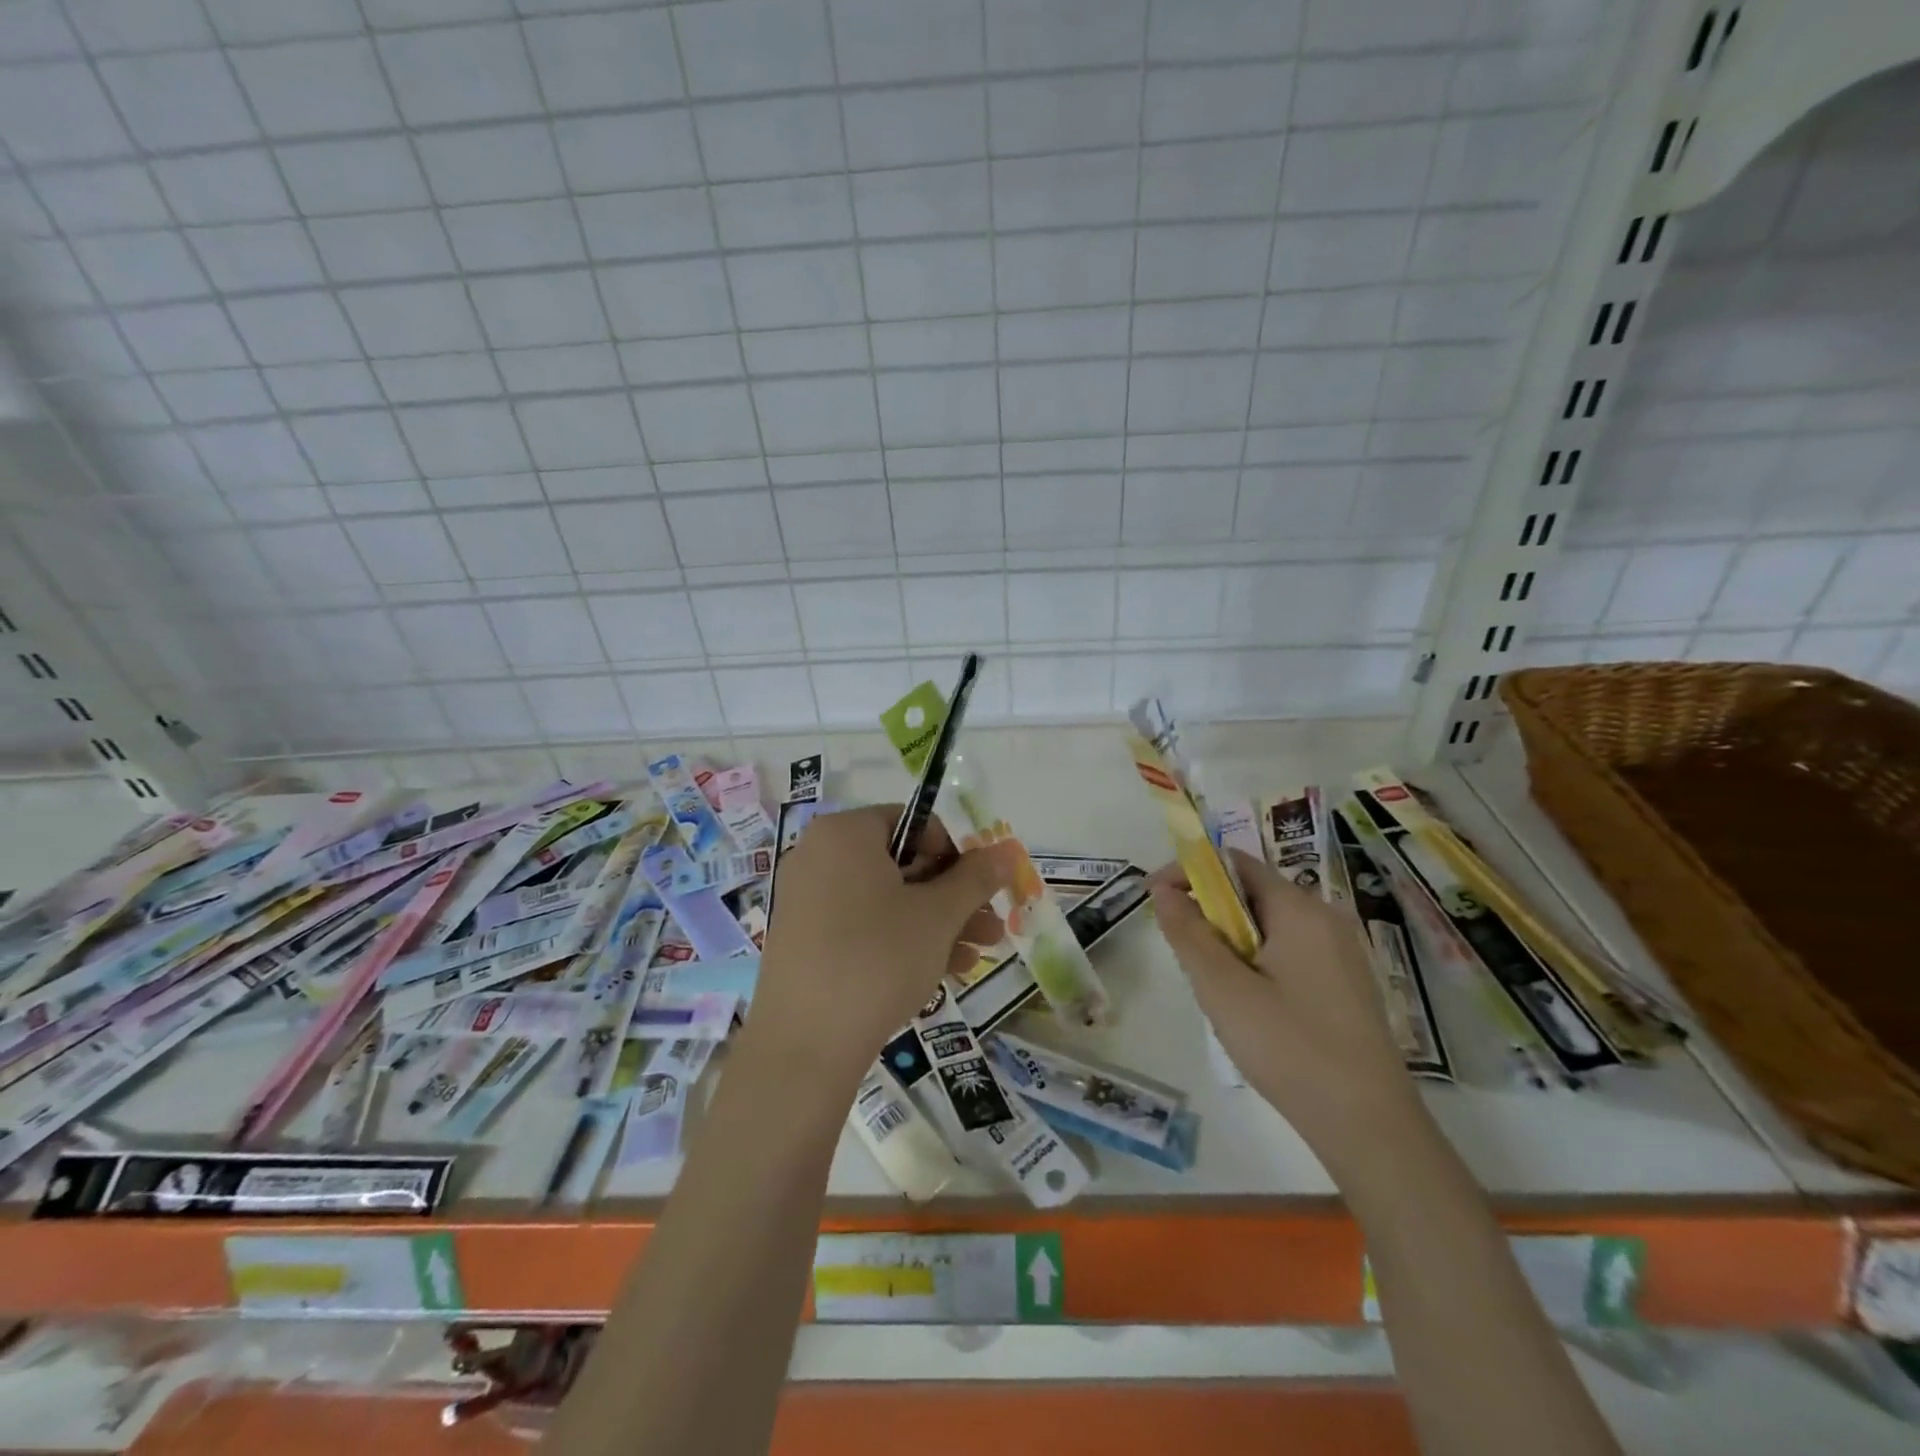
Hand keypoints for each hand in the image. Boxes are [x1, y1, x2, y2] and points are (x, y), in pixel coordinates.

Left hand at [753, 805, 1016, 1086]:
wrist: (804, 1045)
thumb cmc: (877, 958)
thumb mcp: (938, 914)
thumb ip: (976, 877)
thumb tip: (1007, 850)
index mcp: (845, 833)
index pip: (913, 824)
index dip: (954, 854)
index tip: (979, 890)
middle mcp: (818, 856)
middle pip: (902, 864)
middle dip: (952, 897)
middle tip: (991, 927)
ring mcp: (806, 899)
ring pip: (885, 900)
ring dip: (936, 924)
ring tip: (977, 956)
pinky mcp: (803, 940)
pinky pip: (861, 926)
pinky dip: (900, 941)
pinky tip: (941, 973)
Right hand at [1152, 848, 1419, 1153]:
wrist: (1369, 1126)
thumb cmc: (1289, 1047)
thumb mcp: (1223, 988)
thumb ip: (1188, 933)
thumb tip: (1163, 890)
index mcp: (1299, 909)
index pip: (1234, 864)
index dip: (1189, 872)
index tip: (1155, 898)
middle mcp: (1325, 918)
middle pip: (1252, 893)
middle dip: (1208, 912)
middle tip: (1182, 953)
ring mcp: (1341, 952)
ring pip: (1268, 926)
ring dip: (1230, 940)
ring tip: (1213, 986)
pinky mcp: (1345, 984)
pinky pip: (1289, 951)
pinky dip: (1257, 961)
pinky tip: (1250, 1006)